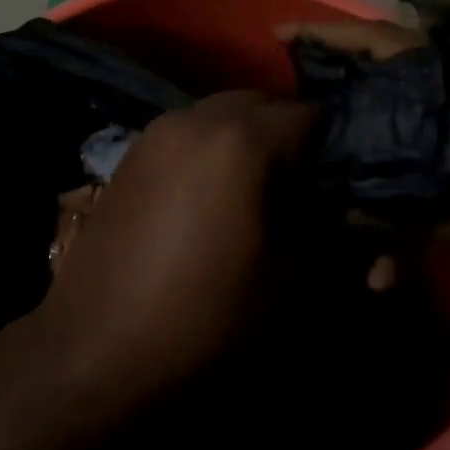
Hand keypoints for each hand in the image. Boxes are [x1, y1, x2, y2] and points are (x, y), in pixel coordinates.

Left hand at [30, 91, 317, 402]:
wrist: (98, 345)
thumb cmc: (203, 316)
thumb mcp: (290, 286)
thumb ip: (335, 239)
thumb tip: (351, 217)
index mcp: (241, 141)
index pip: (310, 115)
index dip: (334, 148)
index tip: (338, 186)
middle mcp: (195, 118)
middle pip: (261, 103)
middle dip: (287, 136)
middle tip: (299, 189)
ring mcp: (155, 132)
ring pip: (219, 114)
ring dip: (245, 138)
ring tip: (253, 193)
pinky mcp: (130, 154)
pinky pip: (186, 132)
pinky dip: (208, 148)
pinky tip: (208, 197)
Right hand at [280, 20, 449, 317]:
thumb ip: (431, 219)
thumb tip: (351, 218)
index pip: (397, 47)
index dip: (338, 37)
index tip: (284, 38)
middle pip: (386, 85)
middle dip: (334, 93)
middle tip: (280, 108)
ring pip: (396, 135)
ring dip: (359, 158)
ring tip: (313, 185)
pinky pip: (419, 180)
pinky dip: (397, 214)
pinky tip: (380, 266)